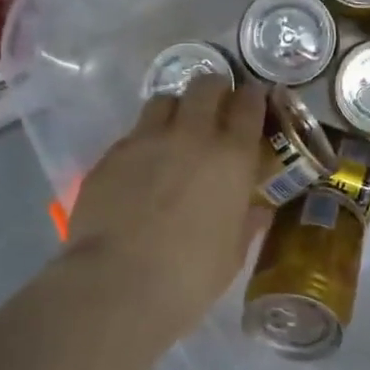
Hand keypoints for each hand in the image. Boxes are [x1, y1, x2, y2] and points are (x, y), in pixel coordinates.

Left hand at [65, 79, 268, 334]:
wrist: (118, 283)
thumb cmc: (190, 276)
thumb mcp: (233, 253)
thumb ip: (247, 222)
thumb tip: (257, 209)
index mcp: (232, 157)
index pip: (249, 104)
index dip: (253, 97)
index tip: (254, 101)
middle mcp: (192, 135)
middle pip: (205, 86)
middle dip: (215, 90)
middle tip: (216, 110)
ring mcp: (146, 140)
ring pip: (165, 100)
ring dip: (177, 109)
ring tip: (176, 131)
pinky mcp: (112, 154)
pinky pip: (134, 132)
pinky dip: (145, 140)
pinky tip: (142, 166)